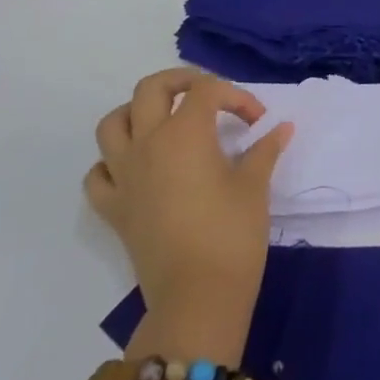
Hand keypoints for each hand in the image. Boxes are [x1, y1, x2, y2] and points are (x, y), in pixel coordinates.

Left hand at [85, 69, 292, 358]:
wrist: (197, 297)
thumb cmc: (232, 234)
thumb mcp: (255, 185)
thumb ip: (265, 149)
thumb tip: (282, 128)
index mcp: (185, 133)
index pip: (208, 91)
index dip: (237, 97)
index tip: (258, 121)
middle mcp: (147, 144)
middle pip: (151, 89)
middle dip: (181, 82)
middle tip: (208, 97)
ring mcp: (124, 176)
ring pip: (112, 124)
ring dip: (136, 113)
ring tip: (164, 122)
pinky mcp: (113, 209)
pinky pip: (98, 174)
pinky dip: (112, 163)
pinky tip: (136, 168)